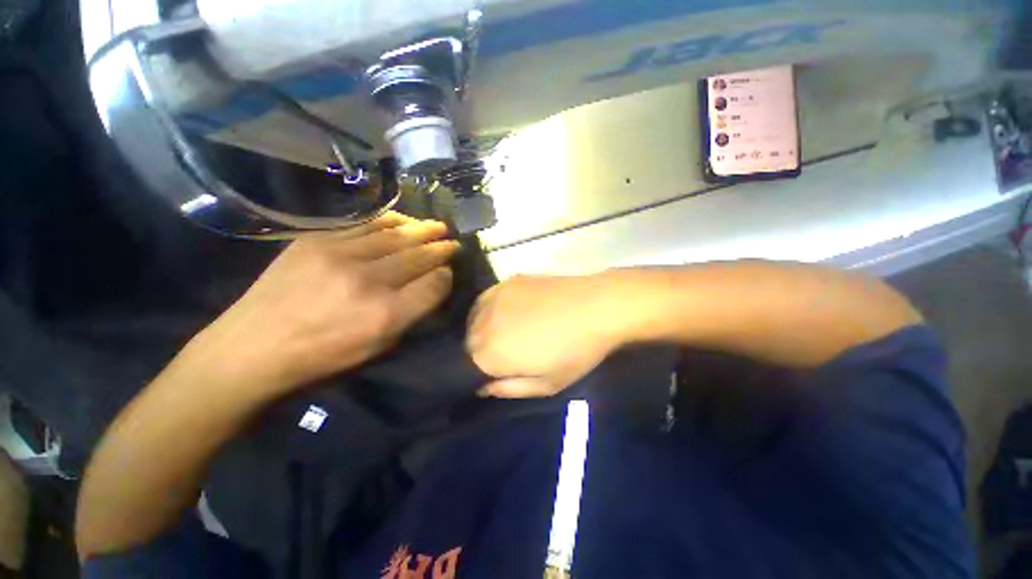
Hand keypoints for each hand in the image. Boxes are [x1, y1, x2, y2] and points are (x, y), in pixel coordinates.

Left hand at [184, 214, 458, 399]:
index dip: (446, 275)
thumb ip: (412, 313)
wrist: (253, 346)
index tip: (449, 271)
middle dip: (440, 248)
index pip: (433, 284)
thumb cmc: (323, 355)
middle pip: (418, 256)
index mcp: (385, 314)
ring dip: (422, 230)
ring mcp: (339, 256)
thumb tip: (433, 282)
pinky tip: (404, 220)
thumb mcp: (378, 346)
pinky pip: (365, 224)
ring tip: (437, 226)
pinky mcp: (317, 240)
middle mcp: (368, 281)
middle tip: (453, 242)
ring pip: (395, 235)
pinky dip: (391, 221)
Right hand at [466, 274, 628, 397]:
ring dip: (480, 329)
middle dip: (479, 352)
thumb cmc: (576, 351)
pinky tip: (504, 312)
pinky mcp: (506, 282)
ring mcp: (495, 298)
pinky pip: (485, 299)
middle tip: (502, 355)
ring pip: (473, 319)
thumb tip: (484, 387)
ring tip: (501, 333)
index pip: (467, 365)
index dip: (480, 372)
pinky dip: (487, 309)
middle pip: (469, 341)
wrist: (597, 307)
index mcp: (492, 353)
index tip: (494, 373)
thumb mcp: (547, 384)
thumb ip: (510, 389)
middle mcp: (484, 324)